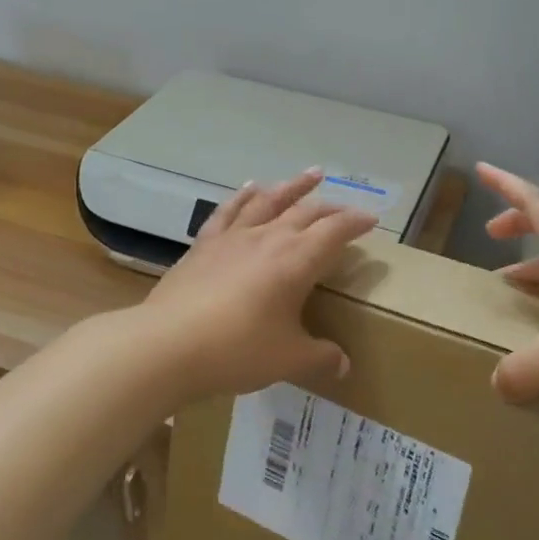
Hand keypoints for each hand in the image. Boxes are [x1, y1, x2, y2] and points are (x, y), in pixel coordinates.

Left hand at [136, 169, 377, 404]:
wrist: (167, 345)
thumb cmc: (237, 350)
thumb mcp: (288, 359)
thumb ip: (319, 357)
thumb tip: (344, 365)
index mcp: (297, 261)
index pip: (335, 231)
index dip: (355, 222)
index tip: (371, 220)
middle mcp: (269, 238)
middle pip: (306, 211)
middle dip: (330, 207)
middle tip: (345, 208)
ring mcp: (234, 237)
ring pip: (270, 200)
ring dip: (293, 186)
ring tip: (311, 174)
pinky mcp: (205, 245)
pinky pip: (229, 211)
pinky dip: (244, 196)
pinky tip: (251, 187)